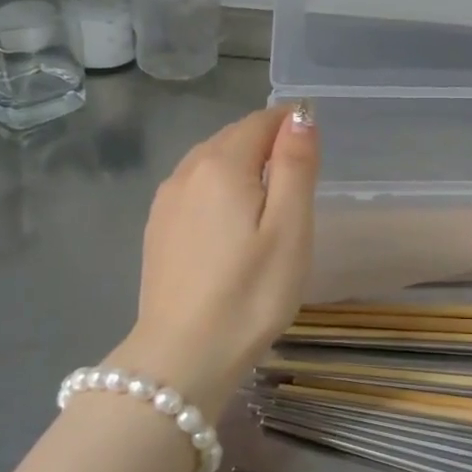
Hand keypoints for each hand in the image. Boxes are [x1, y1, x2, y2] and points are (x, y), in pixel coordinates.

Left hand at [112, 105, 318, 411]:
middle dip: (267, 143)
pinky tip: (232, 223)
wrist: (183, 356)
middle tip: (299, 180)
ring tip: (269, 202)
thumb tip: (299, 115)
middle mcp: (187, 171)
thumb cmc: (251, 292)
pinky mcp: (157, 228)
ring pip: (211, 161)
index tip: (314, 151)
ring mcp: (166, 200)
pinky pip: (195, 187)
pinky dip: (219, 188)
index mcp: (222, 165)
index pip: (261, 121)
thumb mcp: (290, 228)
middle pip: (233, 137)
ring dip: (242, 165)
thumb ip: (295, 165)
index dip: (291, 125)